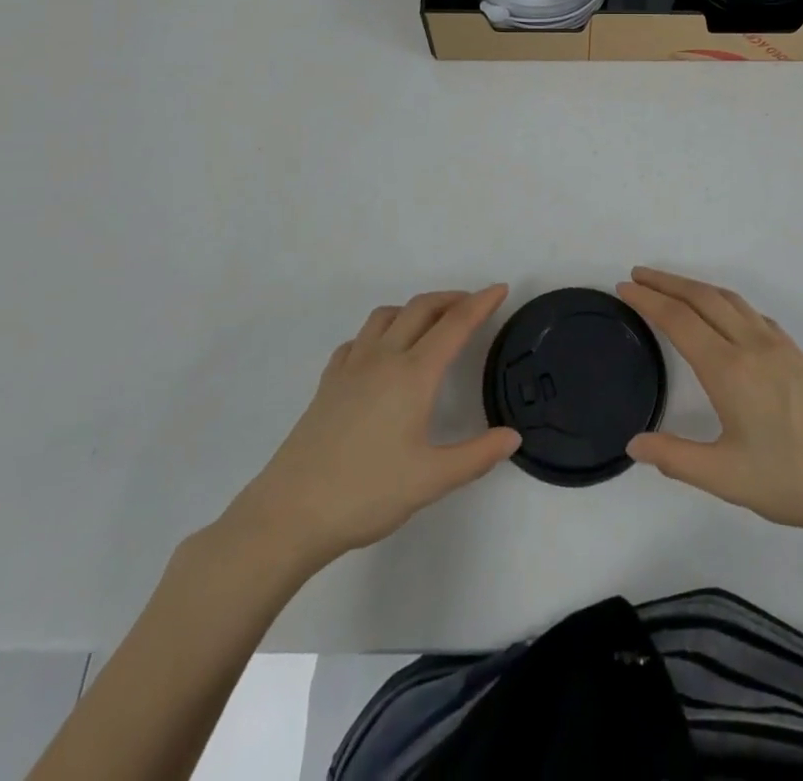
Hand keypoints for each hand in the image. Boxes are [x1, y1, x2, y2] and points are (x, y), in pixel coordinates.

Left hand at [213, 286, 519, 575]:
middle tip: (473, 304)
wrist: (290, 513)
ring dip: (414, 309)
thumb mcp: (431, 480)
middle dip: (451, 299)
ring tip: (430, 323)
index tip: (500, 289)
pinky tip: (380, 353)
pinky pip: (358, 340)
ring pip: (386, 316)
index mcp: (413, 374)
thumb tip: (512, 437)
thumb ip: (477, 456)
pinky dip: (379, 331)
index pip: (455, 325)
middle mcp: (383, 358)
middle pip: (421, 308)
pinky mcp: (328, 383)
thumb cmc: (366, 493)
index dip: (480, 303)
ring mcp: (351, 367)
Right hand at [619, 267, 802, 548]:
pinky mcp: (798, 354)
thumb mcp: (727, 478)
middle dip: (667, 282)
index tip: (624, 287)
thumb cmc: (796, 481)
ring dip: (696, 286)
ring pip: (729, 300)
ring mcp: (779, 346)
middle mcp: (752, 345)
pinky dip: (726, 301)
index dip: (648, 301)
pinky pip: (752, 313)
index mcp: (730, 370)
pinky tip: (725, 315)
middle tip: (638, 274)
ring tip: (672, 287)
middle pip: (702, 298)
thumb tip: (633, 444)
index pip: (679, 321)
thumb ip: (676, 458)